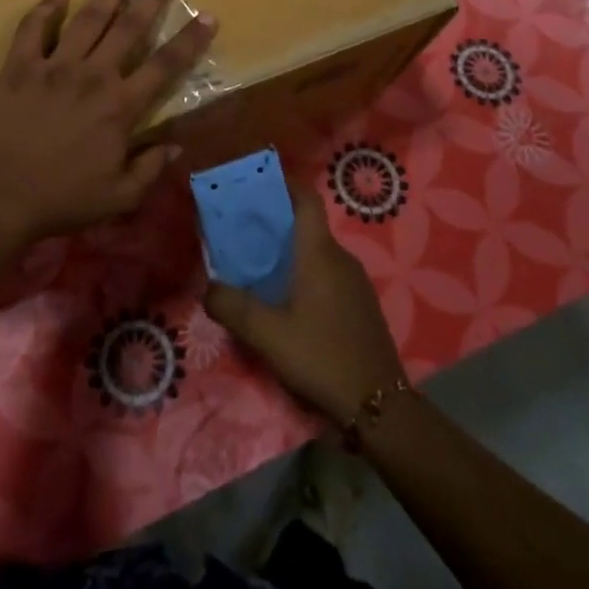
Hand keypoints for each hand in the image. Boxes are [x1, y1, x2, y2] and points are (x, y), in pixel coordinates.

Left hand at [0, 0, 217, 246]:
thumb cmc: (60, 200)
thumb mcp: (118, 198)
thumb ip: (150, 169)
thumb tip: (176, 146)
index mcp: (120, 106)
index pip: (165, 65)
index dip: (190, 40)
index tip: (208, 16)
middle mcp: (92, 76)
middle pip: (129, 28)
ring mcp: (53, 67)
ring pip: (87, 20)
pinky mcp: (19, 67)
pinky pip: (32, 28)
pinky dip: (45, 8)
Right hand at [205, 184, 404, 426]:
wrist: (380, 406)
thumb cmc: (321, 357)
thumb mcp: (266, 335)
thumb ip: (231, 306)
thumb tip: (208, 286)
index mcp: (319, 253)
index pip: (306, 199)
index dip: (285, 183)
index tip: (257, 182)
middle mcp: (341, 258)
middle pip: (307, 225)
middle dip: (276, 222)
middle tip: (242, 230)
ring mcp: (355, 281)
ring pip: (317, 251)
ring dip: (290, 251)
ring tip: (258, 266)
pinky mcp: (361, 304)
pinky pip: (328, 273)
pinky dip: (305, 272)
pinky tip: (287, 300)